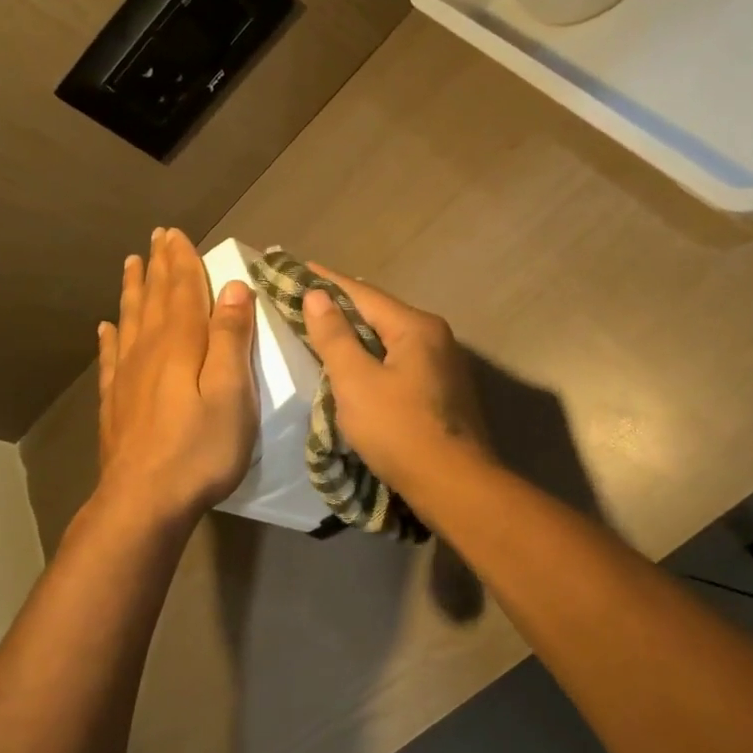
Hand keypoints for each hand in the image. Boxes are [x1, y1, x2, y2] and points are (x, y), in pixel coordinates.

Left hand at [95, 228, 257, 528]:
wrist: (144, 500)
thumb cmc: (199, 449)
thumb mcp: (232, 392)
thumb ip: (231, 339)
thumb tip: (232, 288)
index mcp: (181, 344)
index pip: (183, 291)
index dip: (182, 261)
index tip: (176, 233)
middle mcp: (149, 351)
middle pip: (155, 299)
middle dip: (158, 267)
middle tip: (155, 238)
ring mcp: (127, 377)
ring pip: (130, 321)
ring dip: (133, 291)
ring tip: (131, 265)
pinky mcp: (115, 403)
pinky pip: (111, 358)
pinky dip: (110, 337)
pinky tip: (105, 327)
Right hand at [300, 265, 487, 498]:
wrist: (454, 485)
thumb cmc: (399, 430)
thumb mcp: (356, 382)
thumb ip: (334, 336)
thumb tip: (317, 295)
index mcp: (416, 327)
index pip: (363, 293)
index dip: (327, 281)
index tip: (299, 267)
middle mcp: (436, 337)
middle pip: (380, 313)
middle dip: (343, 306)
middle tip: (306, 298)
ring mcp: (444, 364)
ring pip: (391, 339)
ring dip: (358, 333)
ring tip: (325, 328)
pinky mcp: (442, 390)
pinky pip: (400, 361)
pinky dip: (374, 357)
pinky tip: (357, 365)